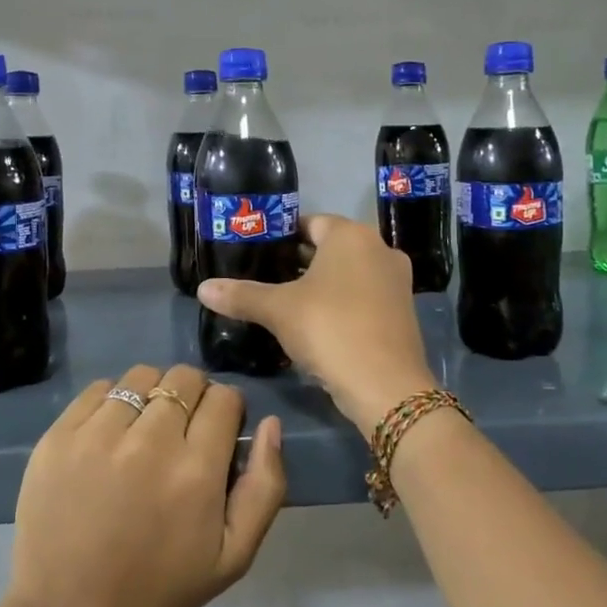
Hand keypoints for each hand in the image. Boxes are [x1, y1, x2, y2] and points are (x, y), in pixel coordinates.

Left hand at [5, 364, 285, 606]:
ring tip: (143, 429)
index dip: (226, 411)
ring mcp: (99, 435)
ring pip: (142, 375)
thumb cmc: (158, 588)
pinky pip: (98, 388)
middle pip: (185, 378)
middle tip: (180, 431)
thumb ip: (265, 487)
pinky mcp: (59, 435)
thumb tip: (271, 424)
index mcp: (196, 470)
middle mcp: (150, 441)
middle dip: (193, 396)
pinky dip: (112, 402)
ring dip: (152, 394)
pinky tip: (109, 434)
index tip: (216, 434)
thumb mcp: (233, 557)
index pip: (224, 398)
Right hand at [199, 215, 437, 433]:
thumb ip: (242, 295)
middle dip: (299, 261)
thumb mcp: (278, 310)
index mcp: (351, 235)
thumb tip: (203, 288)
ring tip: (286, 302)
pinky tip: (317, 323)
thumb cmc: (329, 329)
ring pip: (349, 272)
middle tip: (265, 278)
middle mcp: (379, 248)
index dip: (282, 235)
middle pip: (331, 247)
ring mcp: (396, 280)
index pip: (310, 222)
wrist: (386, 385)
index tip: (258, 252)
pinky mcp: (403, 310)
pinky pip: (364, 294)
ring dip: (321, 284)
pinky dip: (342, 302)